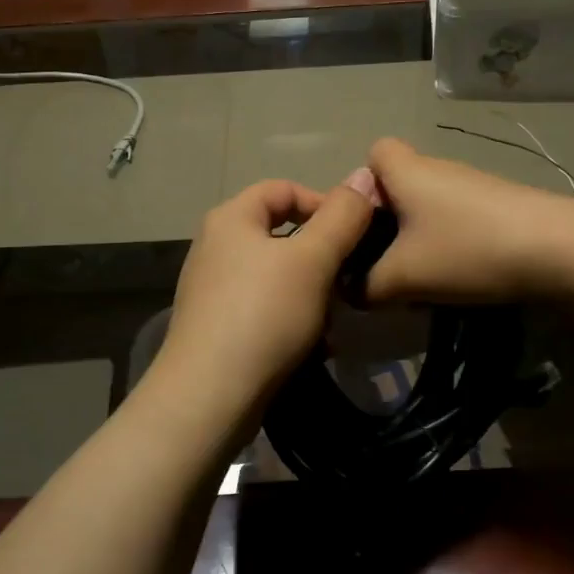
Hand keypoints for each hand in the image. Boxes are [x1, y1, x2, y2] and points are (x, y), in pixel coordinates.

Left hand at [151, 172, 379, 423]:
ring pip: (276, 274)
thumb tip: (363, 177)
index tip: (356, 233)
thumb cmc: (264, 314)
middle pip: (280, 233)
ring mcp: (212, 288)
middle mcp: (215, 245)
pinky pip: (264, 306)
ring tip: (332, 317)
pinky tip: (311, 343)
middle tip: (348, 278)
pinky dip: (290, 316)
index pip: (284, 188)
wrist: (209, 396)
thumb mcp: (313, 259)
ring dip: (310, 290)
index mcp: (231, 218)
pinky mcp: (216, 325)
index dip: (324, 202)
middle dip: (321, 254)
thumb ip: (342, 217)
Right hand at [363, 137, 573, 304]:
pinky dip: (450, 244)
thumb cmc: (467, 250)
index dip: (360, 185)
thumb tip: (351, 290)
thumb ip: (366, 286)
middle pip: (400, 185)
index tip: (363, 226)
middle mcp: (440, 169)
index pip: (374, 153)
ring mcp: (475, 186)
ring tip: (423, 279)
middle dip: (388, 223)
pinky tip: (460, 276)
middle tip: (385, 263)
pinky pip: (458, 220)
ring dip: (419, 239)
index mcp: (408, 172)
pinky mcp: (501, 206)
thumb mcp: (404, 277)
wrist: (561, 250)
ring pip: (429, 207)